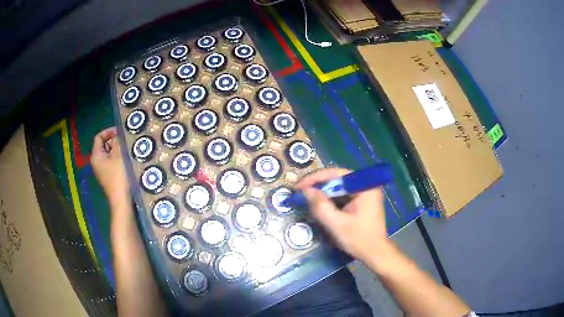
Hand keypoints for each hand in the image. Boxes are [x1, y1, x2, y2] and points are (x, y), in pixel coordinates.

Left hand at [91, 127, 129, 210]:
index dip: (109, 131)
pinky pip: (111, 163)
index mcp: (96, 155)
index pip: (99, 136)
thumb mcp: (119, 155)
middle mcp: (96, 162)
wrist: (121, 200)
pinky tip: (126, 161)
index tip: (120, 132)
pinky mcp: (107, 177)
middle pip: (103, 145)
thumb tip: (118, 134)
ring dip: (117, 150)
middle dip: (114, 141)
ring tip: (128, 150)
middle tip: (125, 141)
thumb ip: (117, 141)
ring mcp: (101, 170)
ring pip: (108, 154)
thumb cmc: (118, 176)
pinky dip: (118, 159)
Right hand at [296, 168, 389, 262]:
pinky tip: (318, 205)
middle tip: (299, 192)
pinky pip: (342, 195)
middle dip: (318, 186)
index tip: (298, 186)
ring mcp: (364, 192)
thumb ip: (320, 206)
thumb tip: (305, 190)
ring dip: (322, 193)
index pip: (336, 174)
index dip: (315, 178)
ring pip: (338, 187)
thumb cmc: (359, 239)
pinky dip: (329, 199)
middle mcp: (366, 184)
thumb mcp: (337, 224)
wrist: (375, 253)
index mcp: (365, 186)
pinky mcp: (361, 201)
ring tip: (305, 197)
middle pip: (337, 179)